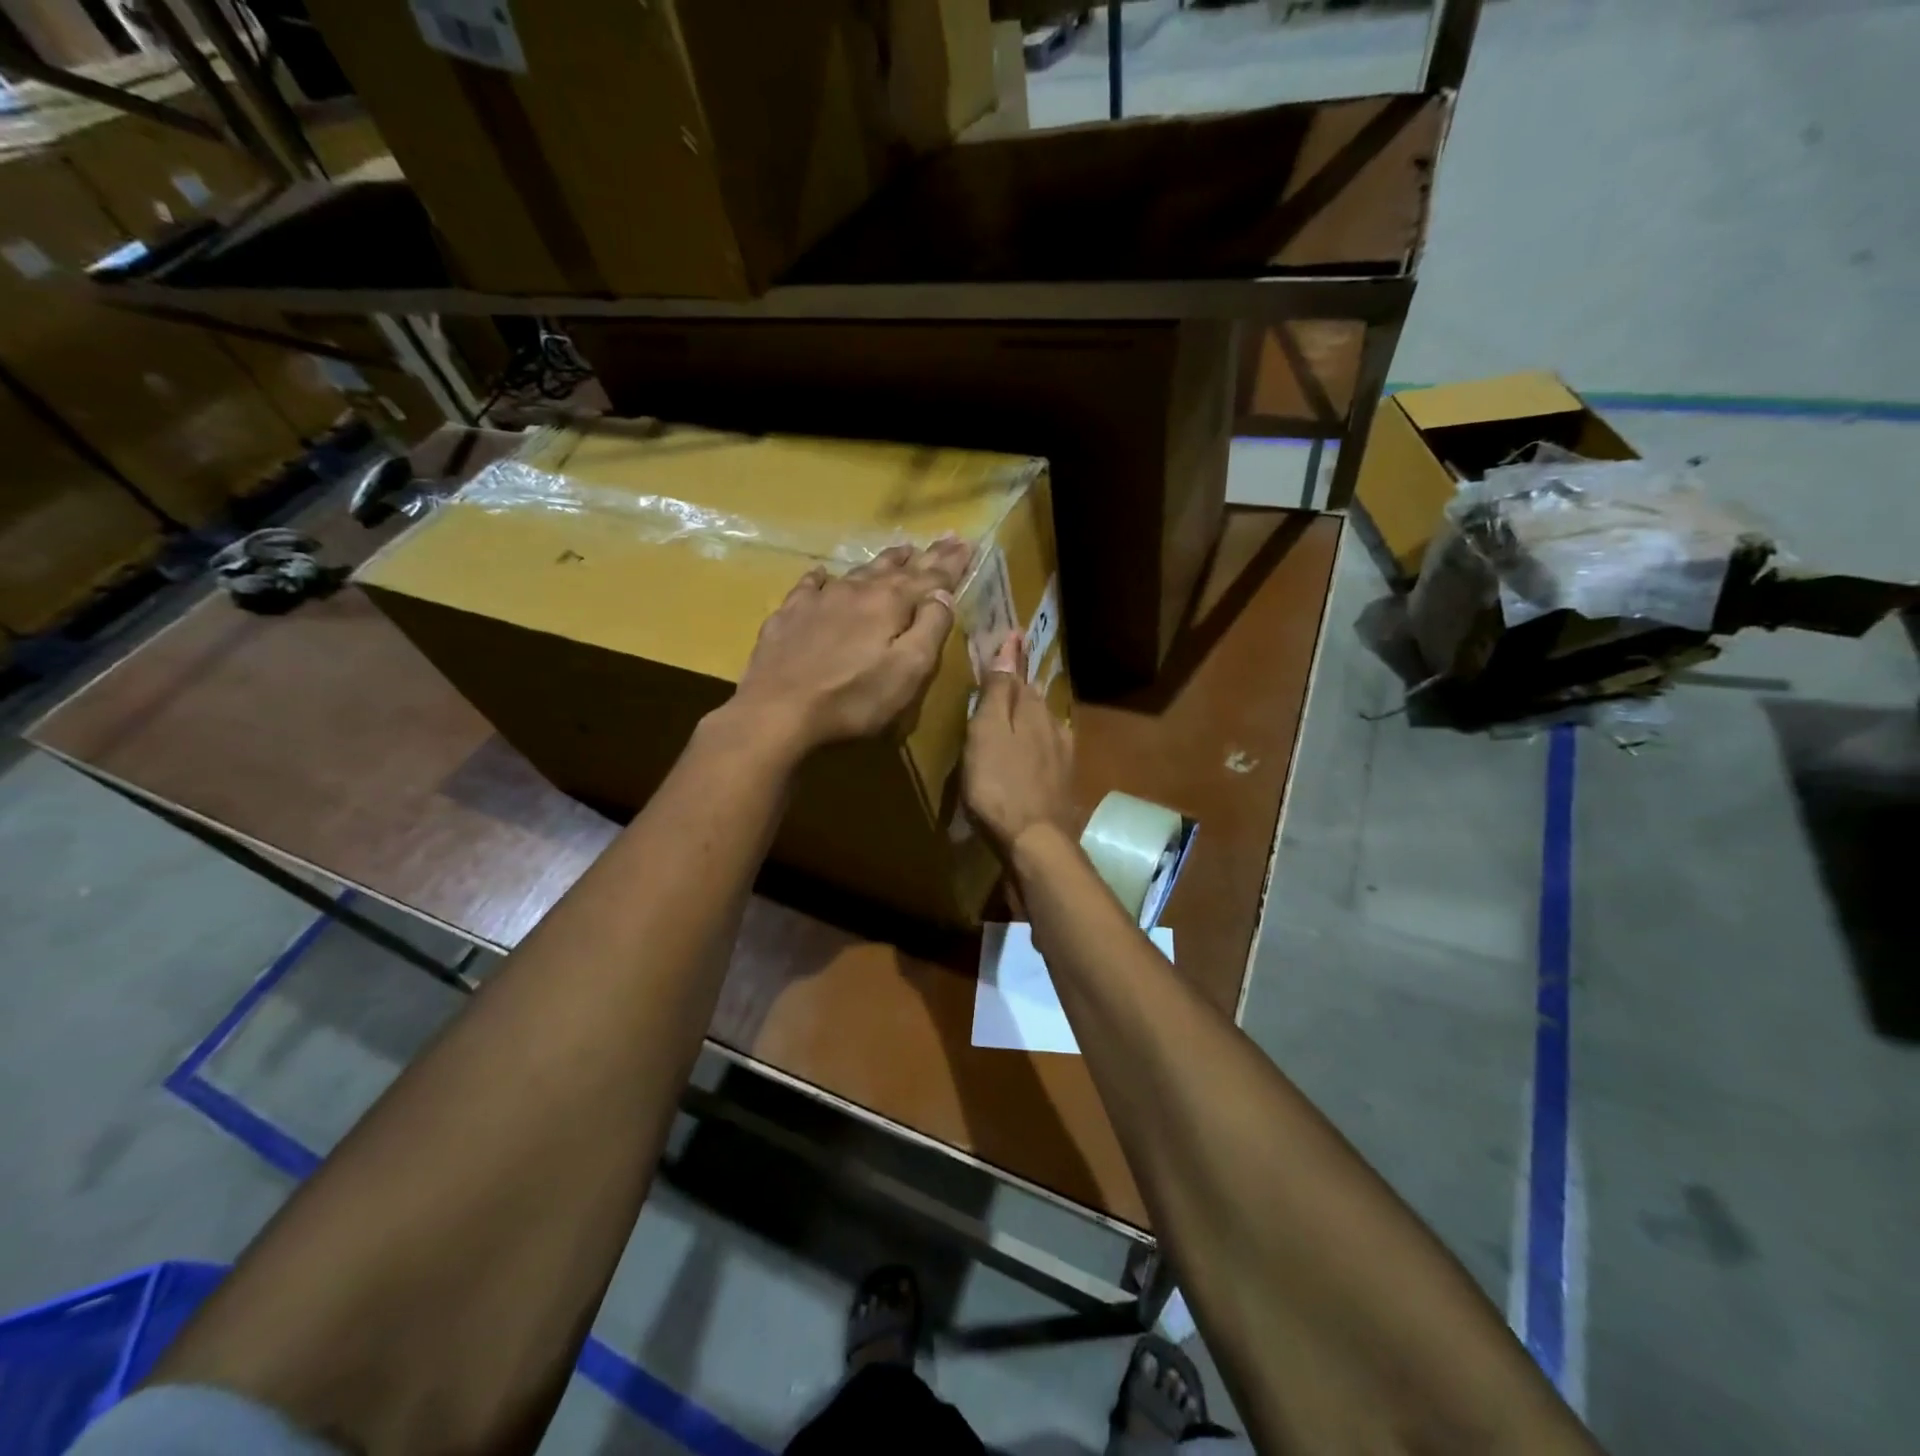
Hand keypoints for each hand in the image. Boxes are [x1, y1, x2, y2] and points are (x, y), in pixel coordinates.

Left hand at [729, 537, 970, 754]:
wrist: (777, 710)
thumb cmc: (852, 698)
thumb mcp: (908, 671)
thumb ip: (930, 629)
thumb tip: (943, 595)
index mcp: (890, 604)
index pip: (931, 578)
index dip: (951, 563)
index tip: (966, 544)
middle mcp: (857, 591)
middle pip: (896, 568)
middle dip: (924, 556)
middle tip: (945, 538)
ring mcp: (819, 600)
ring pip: (858, 572)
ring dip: (883, 561)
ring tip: (900, 550)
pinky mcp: (789, 615)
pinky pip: (810, 586)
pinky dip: (823, 578)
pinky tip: (822, 573)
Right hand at [963, 631, 1075, 857]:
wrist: (1036, 841)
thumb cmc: (999, 785)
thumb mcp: (987, 733)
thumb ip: (997, 692)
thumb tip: (1010, 645)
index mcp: (1031, 711)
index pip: (1019, 675)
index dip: (1013, 657)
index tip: (1014, 634)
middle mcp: (1052, 726)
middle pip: (1033, 699)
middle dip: (1021, 684)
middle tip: (1008, 670)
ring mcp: (1062, 755)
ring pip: (1043, 724)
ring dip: (1031, 713)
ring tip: (1017, 708)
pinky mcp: (1063, 782)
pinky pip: (1049, 749)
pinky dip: (1038, 742)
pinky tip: (1035, 749)